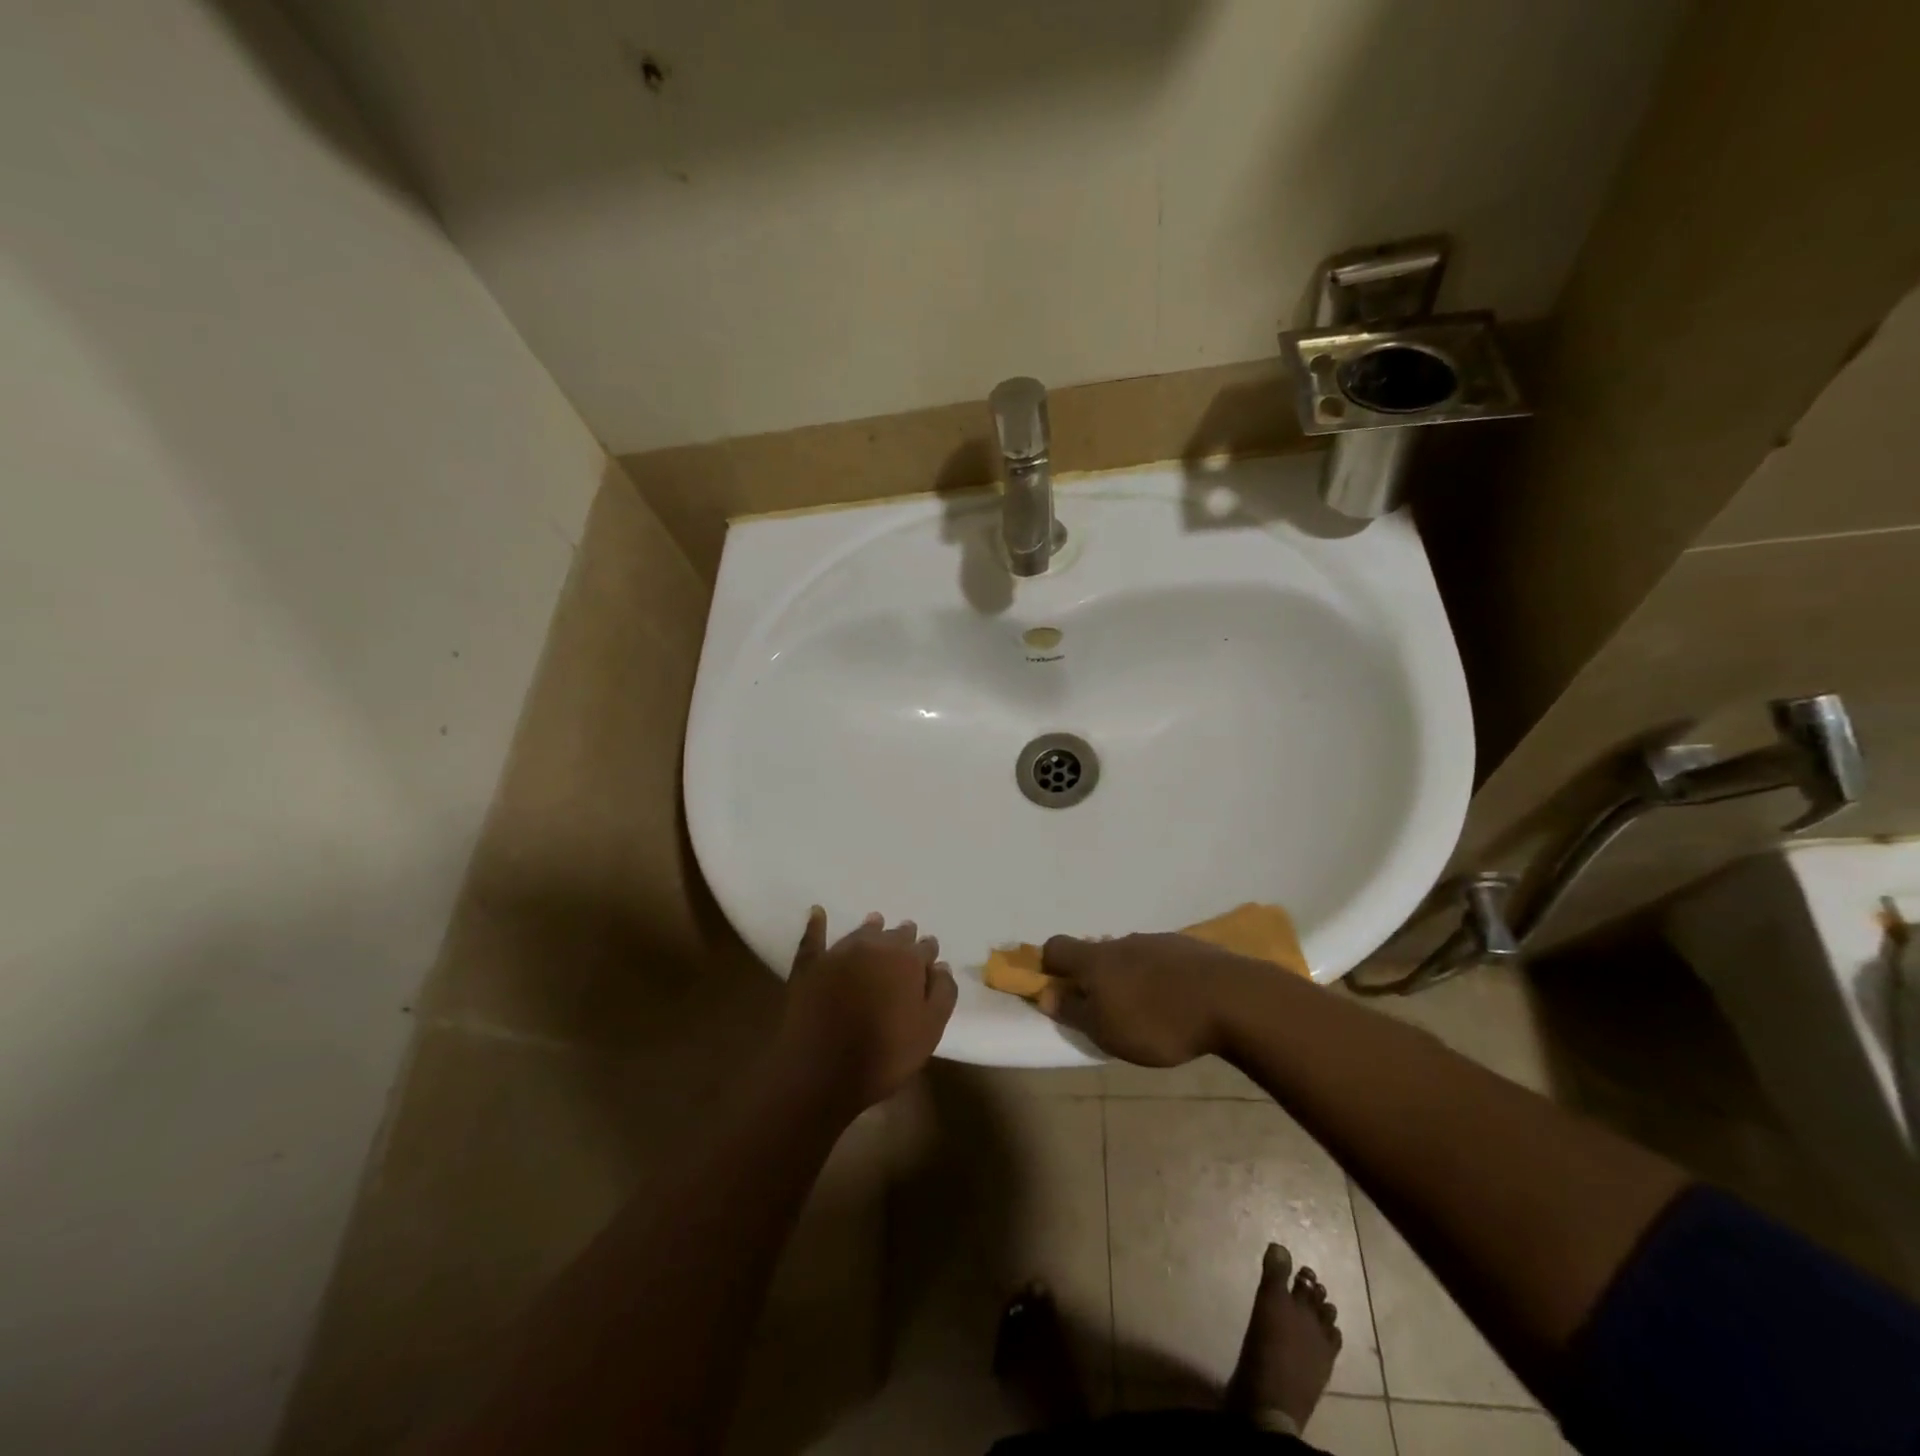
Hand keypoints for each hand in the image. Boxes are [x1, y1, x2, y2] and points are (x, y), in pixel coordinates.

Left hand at [774, 908, 957, 1114]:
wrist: (822, 1072)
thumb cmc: (884, 1055)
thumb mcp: (929, 1030)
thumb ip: (942, 993)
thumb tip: (941, 966)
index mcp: (907, 960)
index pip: (924, 947)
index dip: (927, 952)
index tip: (929, 958)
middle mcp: (875, 947)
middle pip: (895, 935)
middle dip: (903, 938)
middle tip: (906, 940)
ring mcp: (839, 953)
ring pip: (861, 932)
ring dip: (872, 928)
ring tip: (876, 923)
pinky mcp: (810, 965)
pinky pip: (813, 937)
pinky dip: (817, 923)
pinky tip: (817, 912)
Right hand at [1037, 932, 1258, 1065]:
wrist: (1232, 999)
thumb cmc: (1158, 1021)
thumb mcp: (1106, 1031)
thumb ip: (1074, 1012)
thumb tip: (1046, 995)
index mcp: (1096, 959)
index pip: (1056, 947)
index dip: (1049, 967)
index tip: (1056, 991)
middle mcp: (1122, 942)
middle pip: (1095, 952)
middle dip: (1093, 977)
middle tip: (1104, 1010)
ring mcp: (1158, 941)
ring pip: (1130, 956)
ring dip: (1128, 978)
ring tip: (1145, 1011)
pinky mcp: (1189, 949)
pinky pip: (1161, 961)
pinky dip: (1159, 979)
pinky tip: (1177, 1003)